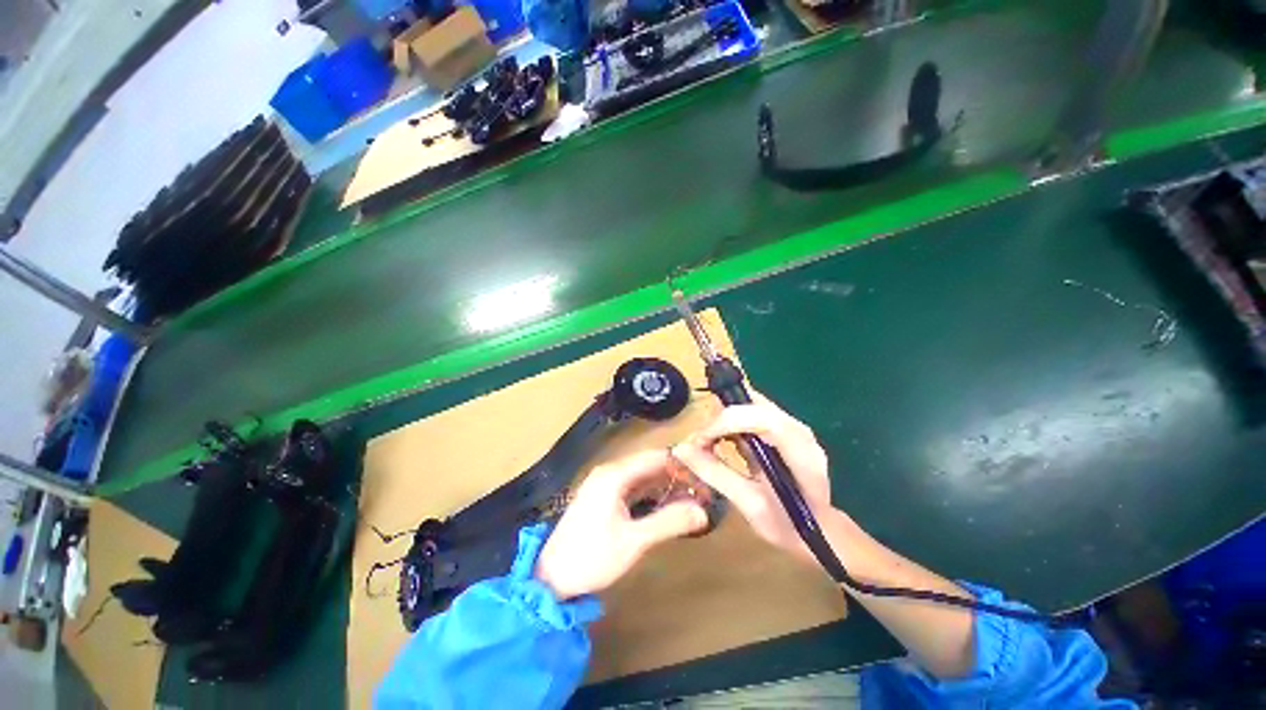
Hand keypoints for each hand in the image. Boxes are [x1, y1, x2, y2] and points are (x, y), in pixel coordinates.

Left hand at [535, 450, 707, 599]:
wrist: (550, 578)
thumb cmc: (591, 557)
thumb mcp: (633, 541)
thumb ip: (668, 522)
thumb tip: (703, 512)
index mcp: (615, 474)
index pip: (655, 457)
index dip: (680, 462)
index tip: (704, 474)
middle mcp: (609, 471)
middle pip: (648, 464)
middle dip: (674, 474)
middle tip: (701, 489)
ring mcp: (604, 483)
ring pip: (641, 475)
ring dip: (663, 484)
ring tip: (690, 496)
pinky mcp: (602, 497)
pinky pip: (632, 486)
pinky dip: (650, 492)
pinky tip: (665, 503)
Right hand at [672, 392, 833, 559]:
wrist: (820, 533)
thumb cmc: (788, 526)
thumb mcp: (748, 505)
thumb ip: (715, 473)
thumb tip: (680, 449)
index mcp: (799, 452)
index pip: (762, 419)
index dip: (726, 422)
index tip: (700, 441)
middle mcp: (799, 430)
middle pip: (754, 404)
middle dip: (721, 418)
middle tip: (700, 442)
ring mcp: (793, 425)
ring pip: (751, 403)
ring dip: (724, 418)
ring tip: (707, 442)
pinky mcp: (784, 427)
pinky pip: (752, 411)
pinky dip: (732, 422)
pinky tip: (722, 440)